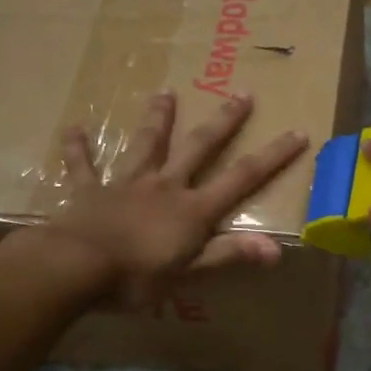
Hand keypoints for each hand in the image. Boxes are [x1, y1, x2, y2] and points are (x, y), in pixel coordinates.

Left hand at [45, 90, 307, 309]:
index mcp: (192, 209)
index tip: (296, 132)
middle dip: (224, 122)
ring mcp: (126, 184)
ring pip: (146, 144)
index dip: (271, 157)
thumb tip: (278, 250)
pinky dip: (78, 148)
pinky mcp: (89, 190)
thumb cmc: (136, 277)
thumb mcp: (189, 272)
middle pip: (199, 148)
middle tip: (242, 93)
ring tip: (165, 92)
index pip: (241, 178)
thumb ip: (229, 254)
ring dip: (158, 118)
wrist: (75, 267)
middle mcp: (164, 186)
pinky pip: (83, 165)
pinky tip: (73, 129)